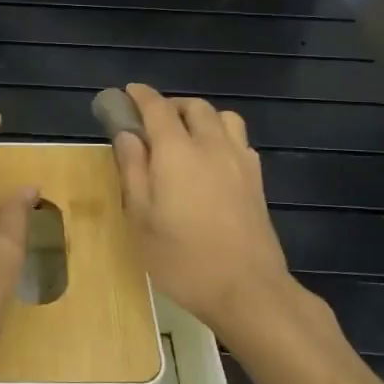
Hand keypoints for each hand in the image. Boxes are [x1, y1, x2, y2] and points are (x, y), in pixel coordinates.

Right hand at [112, 83, 323, 350]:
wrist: (247, 289)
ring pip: (223, 117)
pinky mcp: (257, 179)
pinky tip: (212, 162)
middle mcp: (211, 145)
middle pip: (194, 106)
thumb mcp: (141, 219)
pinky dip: (221, 137)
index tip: (127, 93)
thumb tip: (127, 135)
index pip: (157, 108)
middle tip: (151, 124)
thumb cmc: (183, 259)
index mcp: (177, 151)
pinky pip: (239, 140)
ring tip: (185, 138)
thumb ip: (133, 170)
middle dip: (171, 106)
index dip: (140, 96)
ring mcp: (240, 160)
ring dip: (201, 117)